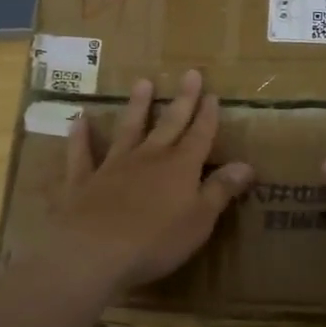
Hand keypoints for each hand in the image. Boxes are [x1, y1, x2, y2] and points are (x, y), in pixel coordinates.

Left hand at [45, 69, 254, 293]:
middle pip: (169, 124)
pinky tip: (79, 120)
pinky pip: (82, 154)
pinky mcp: (83, 181)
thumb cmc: (156, 241)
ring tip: (142, 82)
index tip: (213, 94)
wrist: (94, 253)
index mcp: (180, 168)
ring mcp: (113, 166)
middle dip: (182, 100)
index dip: (207, 116)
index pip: (199, 136)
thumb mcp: (200, 220)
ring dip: (137, 106)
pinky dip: (80, 136)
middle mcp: (148, 158)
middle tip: (190, 73)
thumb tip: (247, 165)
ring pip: (128, 129)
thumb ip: (220, 190)